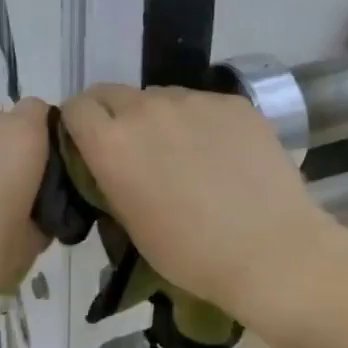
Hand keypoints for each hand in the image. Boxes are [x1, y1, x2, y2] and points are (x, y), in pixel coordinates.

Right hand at [61, 85, 345, 325]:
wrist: (270, 251)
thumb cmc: (191, 254)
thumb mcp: (130, 224)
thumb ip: (111, 180)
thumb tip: (111, 163)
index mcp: (112, 143)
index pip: (76, 108)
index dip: (79, 125)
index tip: (90, 146)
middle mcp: (146, 109)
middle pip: (113, 93)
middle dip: (114, 116)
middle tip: (135, 151)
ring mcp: (193, 100)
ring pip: (160, 97)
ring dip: (158, 118)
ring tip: (185, 155)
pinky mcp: (233, 102)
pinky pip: (201, 104)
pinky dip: (200, 123)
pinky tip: (222, 156)